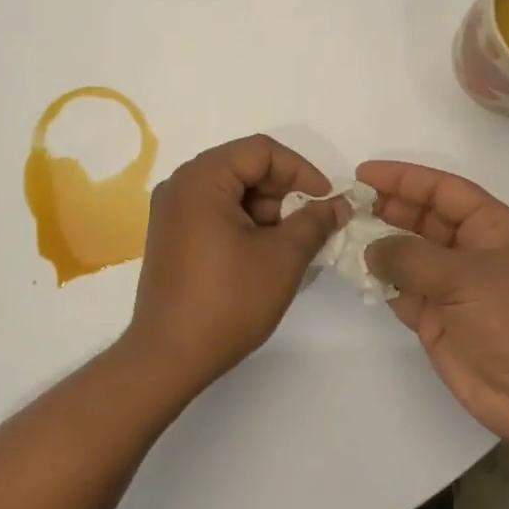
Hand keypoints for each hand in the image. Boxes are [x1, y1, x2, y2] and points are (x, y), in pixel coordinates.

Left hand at [122, 135, 348, 395]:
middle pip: (244, 167)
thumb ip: (315, 221)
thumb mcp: (282, 257)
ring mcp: (171, 212)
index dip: (301, 171)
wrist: (169, 357)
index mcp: (201, 178)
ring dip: (266, 212)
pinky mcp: (171, 237)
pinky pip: (215, 213)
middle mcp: (180, 185)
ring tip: (285, 250)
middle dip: (283, 194)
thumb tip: (338, 204)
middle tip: (306, 229)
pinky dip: (244, 225)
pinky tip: (261, 257)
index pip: (260, 151)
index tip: (327, 202)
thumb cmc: (228, 301)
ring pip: (231, 192)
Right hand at [358, 160, 508, 458]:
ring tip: (342, 234)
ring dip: (379, 245)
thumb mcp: (462, 276)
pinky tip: (356, 273)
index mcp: (491, 227)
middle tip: (346, 205)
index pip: (442, 189)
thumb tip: (371, 249)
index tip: (363, 174)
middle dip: (386, 209)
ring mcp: (454, 286)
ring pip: (409, 254)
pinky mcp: (439, 319)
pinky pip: (402, 290)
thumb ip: (409, 257)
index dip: (403, 178)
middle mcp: (471, 250)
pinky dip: (380, 282)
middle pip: (422, 218)